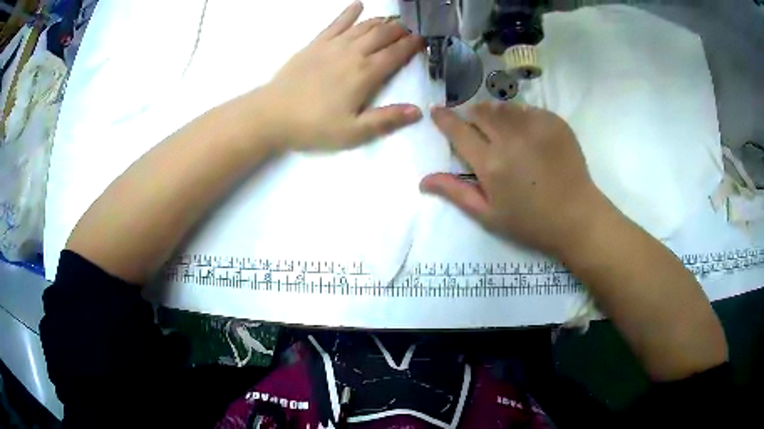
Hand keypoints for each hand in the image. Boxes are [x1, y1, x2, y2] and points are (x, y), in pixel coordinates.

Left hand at [261, 1, 424, 150]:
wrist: (272, 114)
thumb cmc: (313, 126)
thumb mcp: (353, 132)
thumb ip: (386, 120)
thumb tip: (417, 111)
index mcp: (365, 74)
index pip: (395, 54)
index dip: (412, 46)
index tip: (423, 40)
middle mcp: (353, 53)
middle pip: (382, 35)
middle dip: (400, 30)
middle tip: (411, 29)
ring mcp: (333, 45)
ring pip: (363, 26)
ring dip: (381, 21)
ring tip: (393, 20)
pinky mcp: (315, 43)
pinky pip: (336, 23)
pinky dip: (348, 13)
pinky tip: (358, 5)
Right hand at [421, 102, 612, 256]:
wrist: (576, 216)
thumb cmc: (530, 222)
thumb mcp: (488, 215)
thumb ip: (456, 192)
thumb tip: (423, 180)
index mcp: (490, 163)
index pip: (458, 130)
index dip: (443, 118)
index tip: (437, 110)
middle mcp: (510, 138)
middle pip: (480, 110)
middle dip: (471, 114)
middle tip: (475, 126)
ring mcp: (535, 126)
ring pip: (504, 107)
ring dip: (496, 114)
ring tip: (502, 130)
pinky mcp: (554, 122)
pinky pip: (528, 109)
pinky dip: (521, 116)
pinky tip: (528, 134)